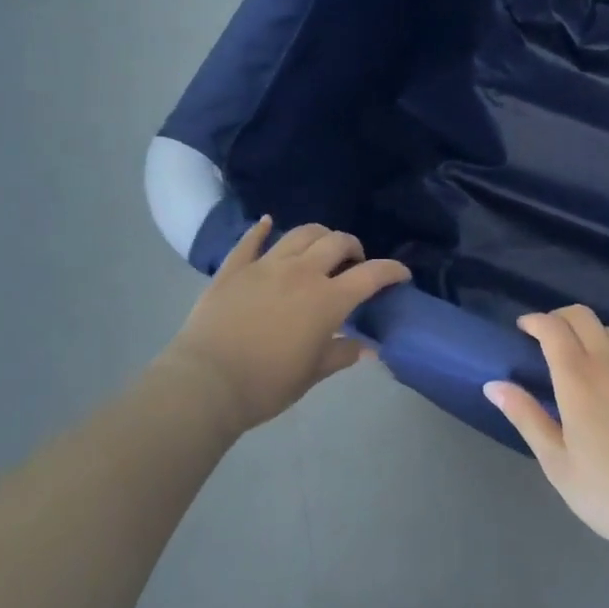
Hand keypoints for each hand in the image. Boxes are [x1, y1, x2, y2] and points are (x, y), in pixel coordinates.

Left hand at [161, 217, 409, 432]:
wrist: (206, 382)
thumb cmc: (266, 385)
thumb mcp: (311, 375)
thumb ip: (341, 353)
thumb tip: (369, 348)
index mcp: (327, 299)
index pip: (371, 275)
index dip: (391, 271)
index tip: (401, 274)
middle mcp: (301, 272)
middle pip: (337, 242)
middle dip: (353, 247)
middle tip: (354, 262)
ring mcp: (266, 264)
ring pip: (300, 233)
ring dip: (318, 235)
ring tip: (319, 248)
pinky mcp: (235, 267)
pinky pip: (251, 239)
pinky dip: (261, 229)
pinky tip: (266, 222)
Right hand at [486, 306, 608, 563]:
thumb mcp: (557, 463)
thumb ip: (526, 417)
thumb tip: (494, 384)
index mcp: (577, 378)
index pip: (552, 327)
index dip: (534, 321)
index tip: (522, 329)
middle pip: (583, 316)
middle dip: (560, 318)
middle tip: (547, 338)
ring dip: (590, 335)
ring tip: (581, 359)